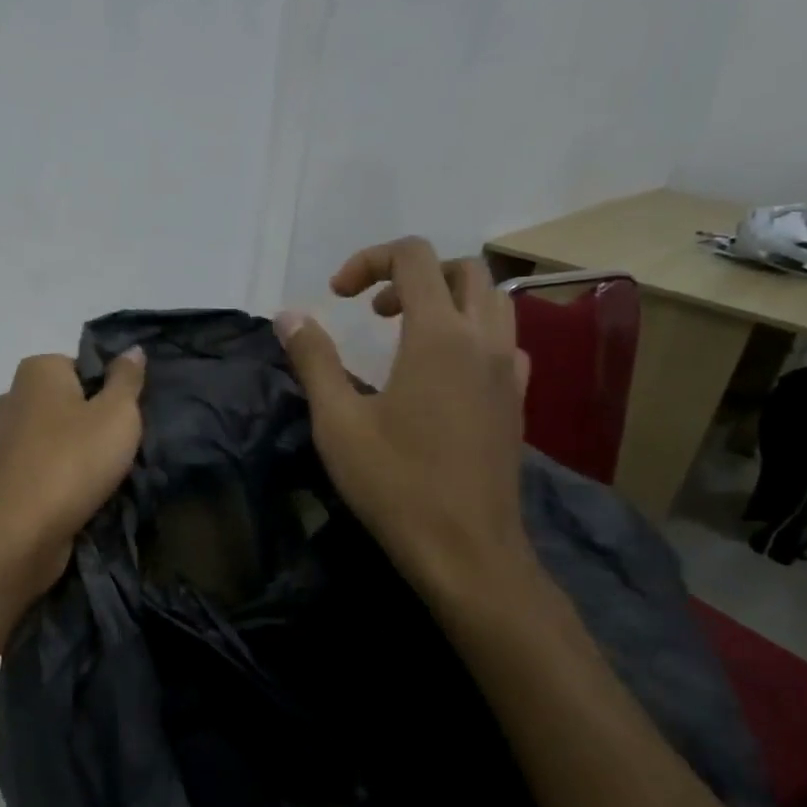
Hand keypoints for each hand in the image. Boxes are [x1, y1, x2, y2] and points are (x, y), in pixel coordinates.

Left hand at [0, 348, 145, 595]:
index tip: (128, 418)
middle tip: (123, 447)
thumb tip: (131, 349)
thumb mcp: (117, 413)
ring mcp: (5, 438)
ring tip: (107, 476)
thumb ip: (127, 379)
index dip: (112, 390)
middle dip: (97, 423)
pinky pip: (47, 465)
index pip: (85, 366)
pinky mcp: (6, 475)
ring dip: (83, 454)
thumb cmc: (73, 461)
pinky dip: (64, 477)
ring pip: (60, 437)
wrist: (19, 533)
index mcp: (37, 370)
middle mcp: (14, 396)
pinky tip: (83, 495)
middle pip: (72, 402)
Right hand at [277, 239, 538, 612]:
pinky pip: (505, 341)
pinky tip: (443, 372)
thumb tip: (288, 316)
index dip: (369, 260)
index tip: (337, 297)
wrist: (465, 550)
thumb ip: (313, 359)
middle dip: (413, 275)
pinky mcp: (518, 401)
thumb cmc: (395, 483)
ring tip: (406, 334)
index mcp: (439, 335)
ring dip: (448, 299)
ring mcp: (509, 371)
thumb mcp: (338, 421)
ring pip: (492, 301)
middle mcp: (483, 340)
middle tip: (374, 312)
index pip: (414, 257)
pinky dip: (472, 334)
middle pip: (463, 269)